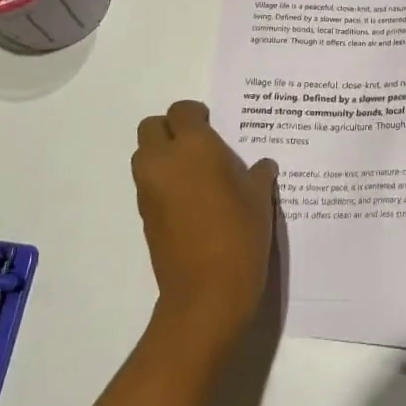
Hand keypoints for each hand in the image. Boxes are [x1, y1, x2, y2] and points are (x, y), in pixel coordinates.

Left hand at [132, 100, 277, 341]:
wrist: (206, 293)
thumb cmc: (239, 234)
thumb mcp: (259, 198)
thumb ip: (258, 174)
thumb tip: (262, 166)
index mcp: (193, 146)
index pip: (182, 111)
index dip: (196, 115)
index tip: (214, 126)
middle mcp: (163, 161)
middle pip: (151, 127)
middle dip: (171, 130)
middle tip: (199, 145)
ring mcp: (148, 190)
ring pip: (145, 156)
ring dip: (163, 156)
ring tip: (195, 174)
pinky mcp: (144, 216)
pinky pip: (148, 185)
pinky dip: (163, 183)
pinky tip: (191, 202)